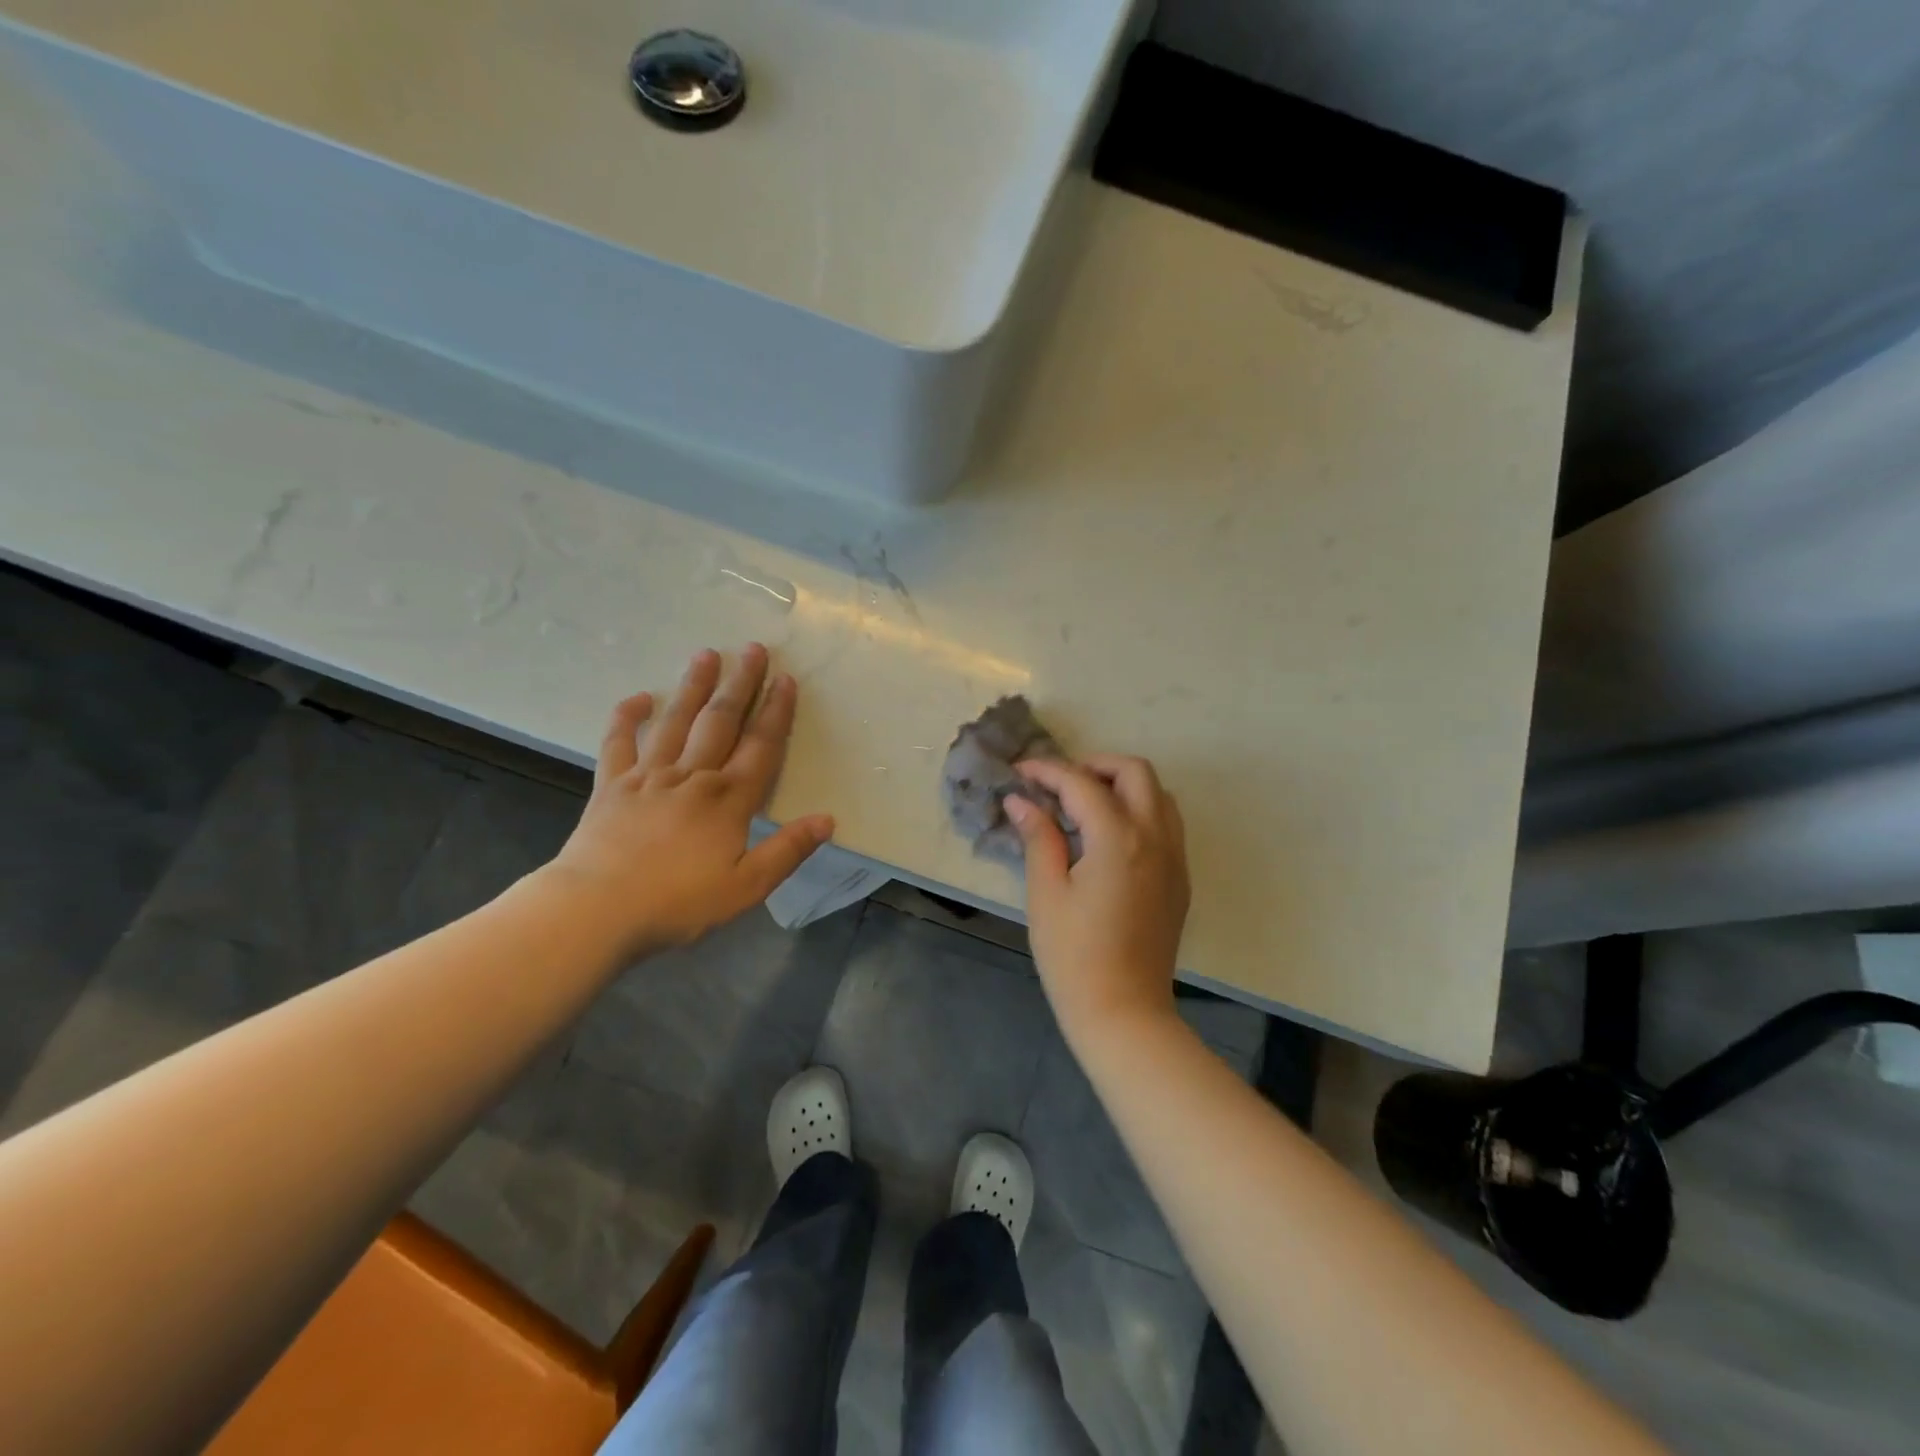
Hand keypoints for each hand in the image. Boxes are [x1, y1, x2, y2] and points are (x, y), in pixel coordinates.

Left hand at [541, 644, 833, 957]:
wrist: (596, 910)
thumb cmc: (678, 903)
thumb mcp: (747, 886)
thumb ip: (788, 851)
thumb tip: (828, 820)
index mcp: (728, 800)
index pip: (760, 747)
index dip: (776, 712)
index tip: (786, 680)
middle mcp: (692, 777)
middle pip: (721, 721)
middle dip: (740, 684)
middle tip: (752, 649)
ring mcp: (648, 777)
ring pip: (676, 722)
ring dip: (693, 687)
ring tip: (706, 654)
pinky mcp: (611, 787)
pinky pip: (618, 743)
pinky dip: (627, 718)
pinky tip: (639, 697)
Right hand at [1005, 755, 1190, 1047]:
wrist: (1124, 1012)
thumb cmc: (1074, 956)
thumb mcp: (1046, 894)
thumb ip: (1038, 838)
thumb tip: (1021, 800)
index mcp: (1118, 839)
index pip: (1081, 783)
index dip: (1047, 771)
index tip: (1020, 772)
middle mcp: (1155, 838)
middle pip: (1135, 772)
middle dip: (1094, 765)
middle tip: (1058, 785)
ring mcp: (1174, 858)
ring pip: (1159, 794)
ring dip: (1122, 786)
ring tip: (1084, 805)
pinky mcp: (1180, 879)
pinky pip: (1167, 824)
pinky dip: (1140, 811)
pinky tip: (1108, 837)